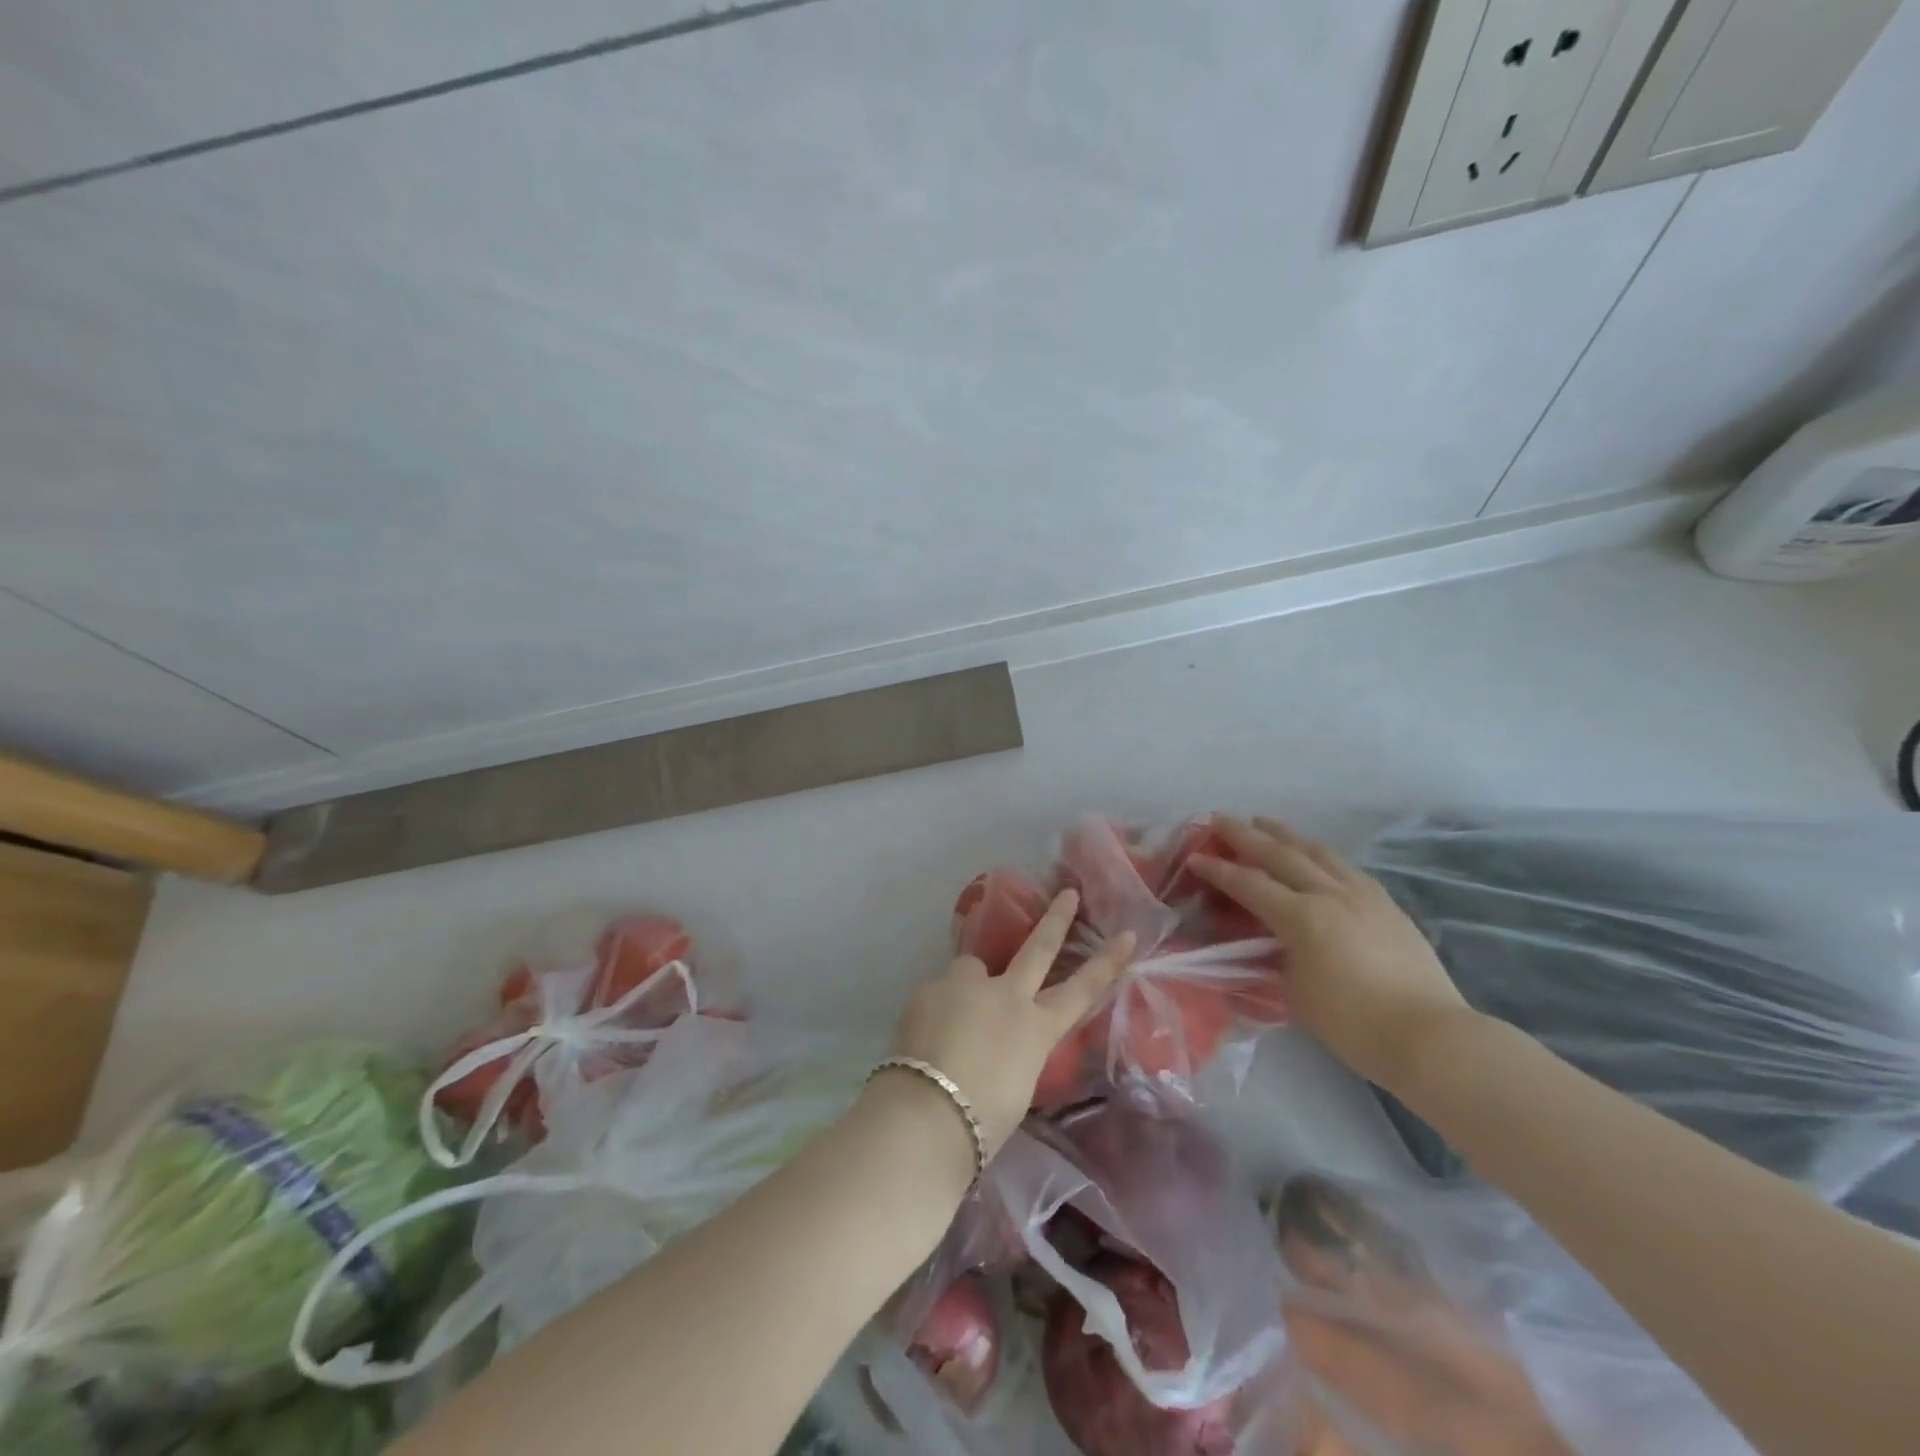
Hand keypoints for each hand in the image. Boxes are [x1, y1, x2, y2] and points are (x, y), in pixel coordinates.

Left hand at [886, 890, 1132, 1158]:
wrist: (927, 1115)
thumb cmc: (981, 1121)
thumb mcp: (1015, 1086)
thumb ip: (1013, 1050)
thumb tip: (997, 1039)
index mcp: (1036, 1029)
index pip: (1081, 991)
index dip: (1107, 962)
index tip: (1127, 935)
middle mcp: (1006, 996)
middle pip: (1038, 948)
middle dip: (1056, 919)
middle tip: (1068, 894)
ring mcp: (966, 986)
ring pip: (973, 968)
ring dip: (970, 984)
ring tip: (953, 1017)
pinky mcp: (929, 988)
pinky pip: (939, 992)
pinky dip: (938, 1008)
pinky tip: (925, 1035)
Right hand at [1190, 817, 1468, 1095]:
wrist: (1431, 1037)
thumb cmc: (1353, 1023)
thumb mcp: (1295, 993)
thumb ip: (1276, 958)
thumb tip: (1270, 943)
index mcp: (1303, 917)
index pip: (1249, 884)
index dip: (1219, 870)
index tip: (1194, 856)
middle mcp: (1330, 894)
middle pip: (1280, 855)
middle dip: (1245, 836)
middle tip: (1219, 820)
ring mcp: (1363, 895)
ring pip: (1316, 852)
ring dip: (1285, 835)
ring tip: (1263, 822)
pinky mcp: (1386, 905)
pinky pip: (1344, 867)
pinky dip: (1318, 854)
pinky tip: (1313, 854)